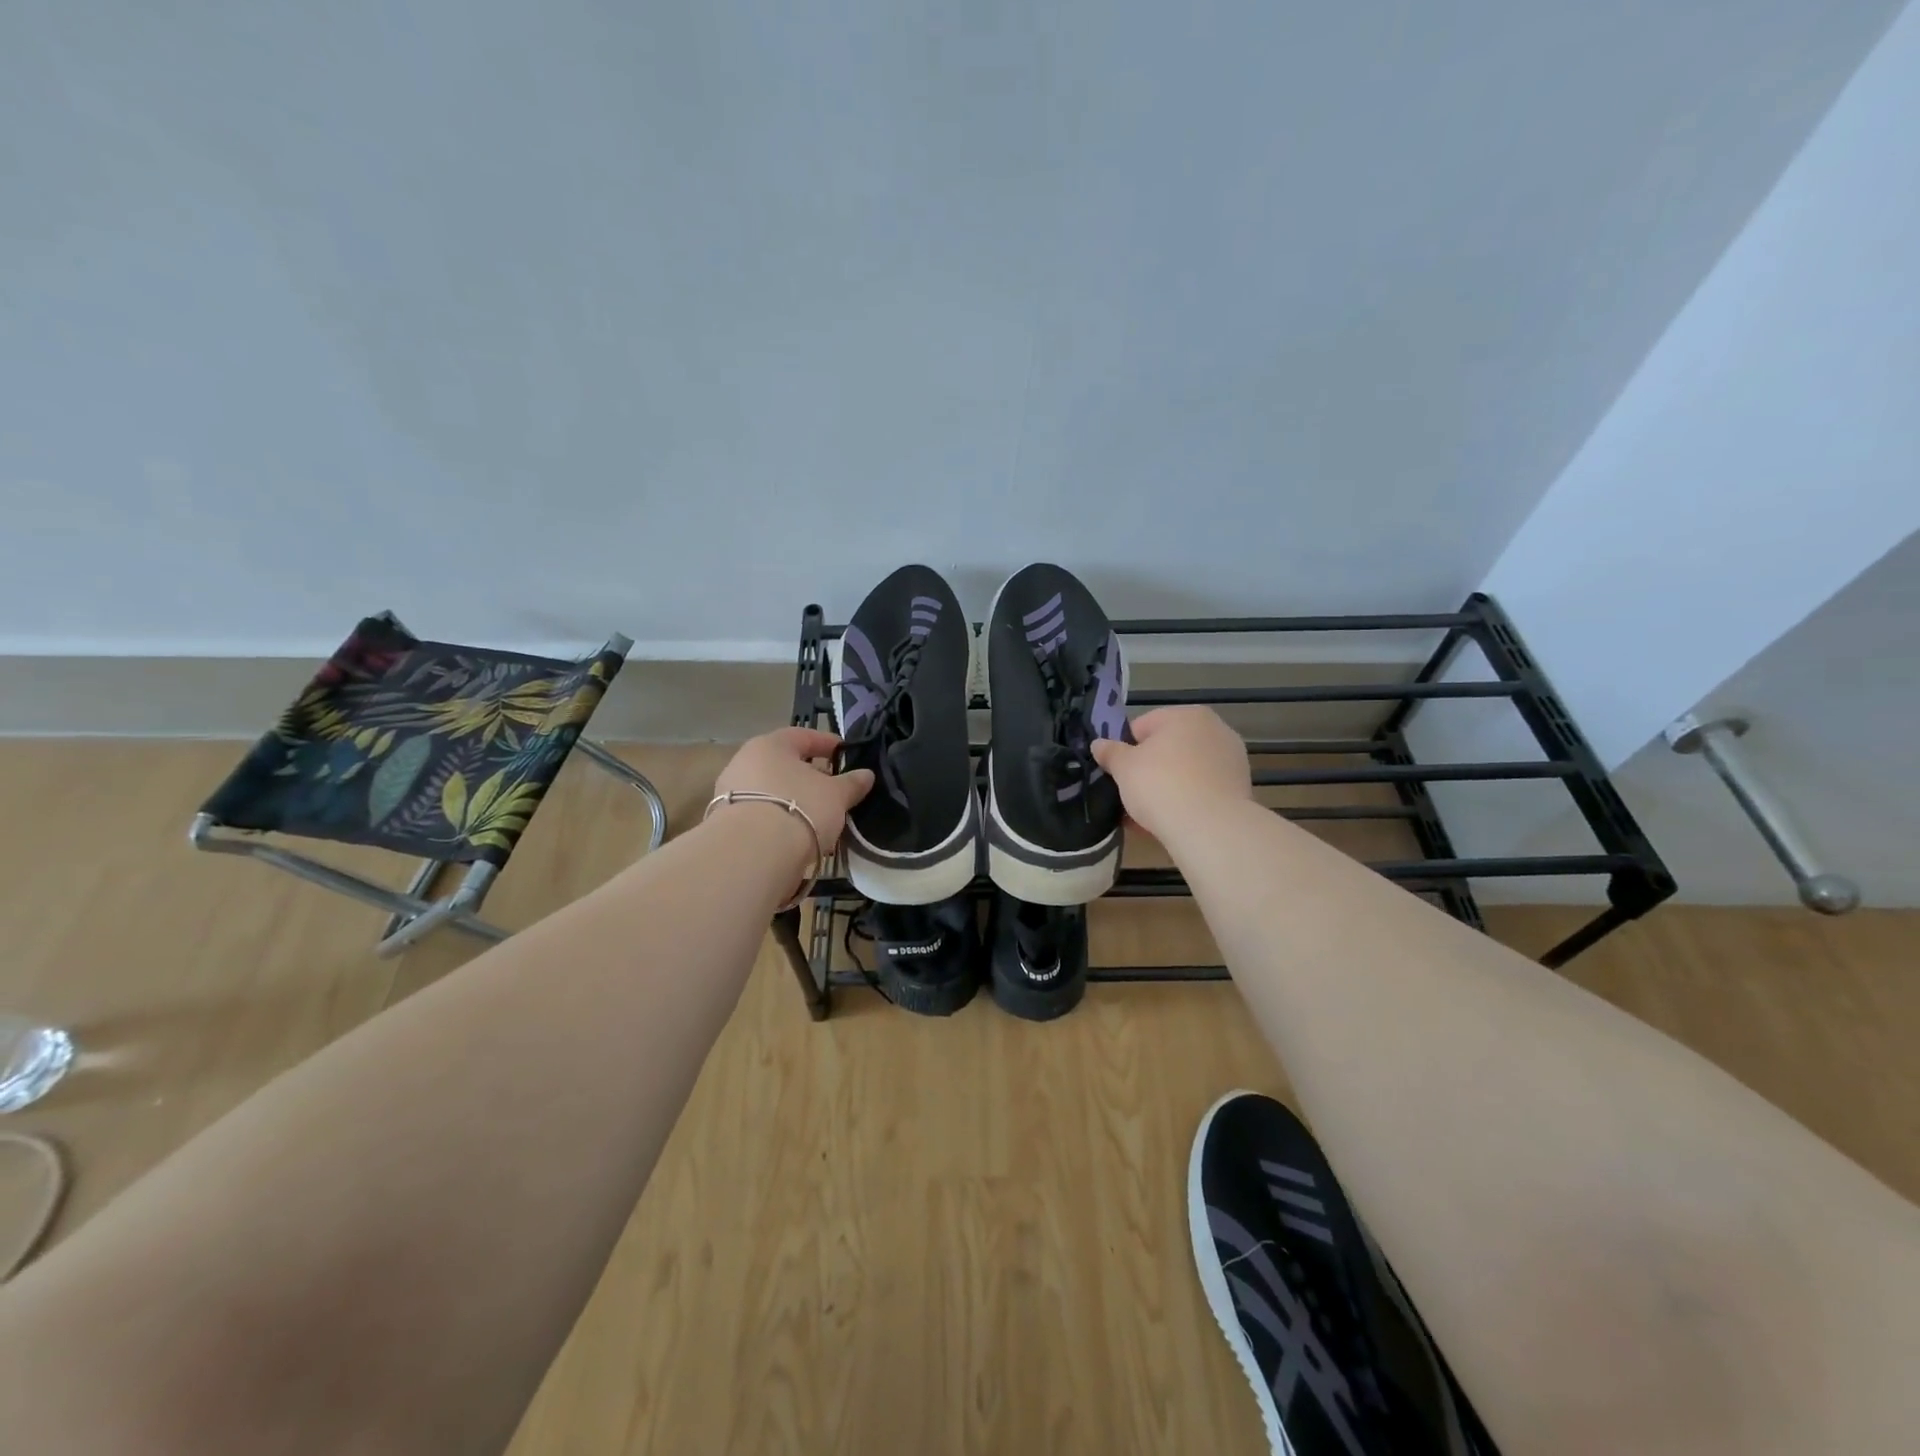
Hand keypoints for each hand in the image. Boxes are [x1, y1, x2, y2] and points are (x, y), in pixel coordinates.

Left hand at [712, 728, 874, 853]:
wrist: (752, 853)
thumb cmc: (800, 808)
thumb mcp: (836, 795)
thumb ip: (851, 783)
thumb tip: (867, 774)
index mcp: (771, 744)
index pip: (803, 735)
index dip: (827, 743)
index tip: (845, 753)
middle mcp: (745, 761)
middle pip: (784, 764)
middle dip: (809, 776)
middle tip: (832, 789)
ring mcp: (730, 792)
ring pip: (771, 791)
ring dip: (794, 800)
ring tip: (817, 818)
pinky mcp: (725, 823)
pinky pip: (761, 814)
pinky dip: (779, 820)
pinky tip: (796, 835)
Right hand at [1089, 706, 1251, 844]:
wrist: (1209, 828)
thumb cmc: (1161, 785)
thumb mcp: (1124, 767)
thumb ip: (1110, 752)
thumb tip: (1098, 744)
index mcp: (1187, 715)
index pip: (1144, 726)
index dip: (1125, 749)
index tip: (1117, 773)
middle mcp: (1215, 730)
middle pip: (1168, 749)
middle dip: (1148, 770)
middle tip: (1130, 794)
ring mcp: (1232, 759)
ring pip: (1185, 772)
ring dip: (1166, 788)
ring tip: (1146, 816)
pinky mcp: (1240, 789)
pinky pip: (1202, 791)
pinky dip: (1186, 802)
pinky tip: (1168, 824)